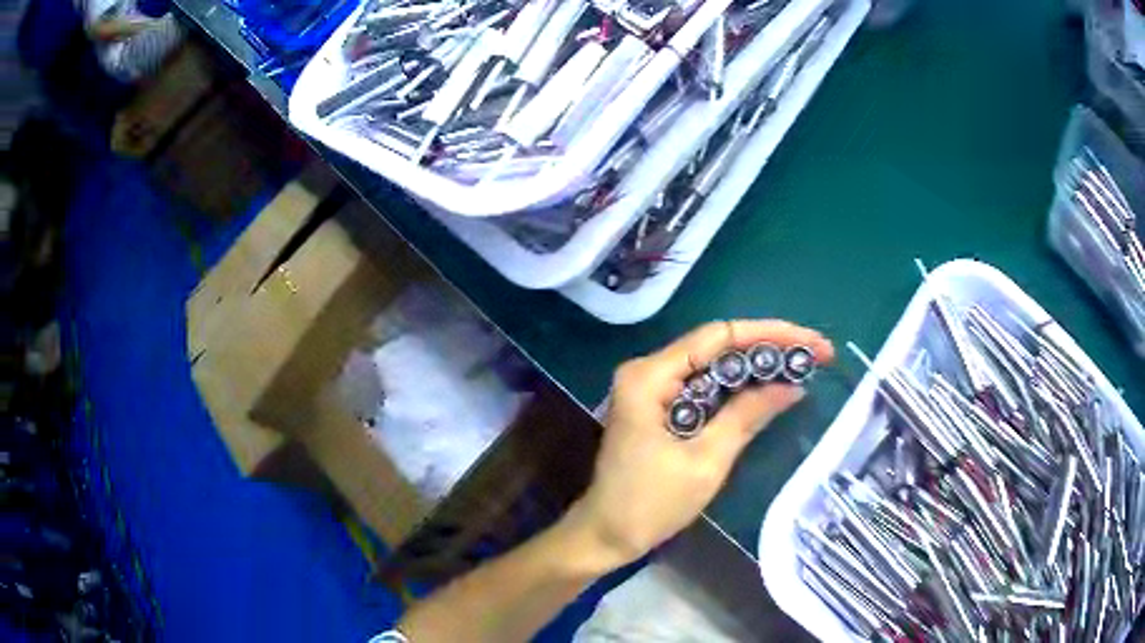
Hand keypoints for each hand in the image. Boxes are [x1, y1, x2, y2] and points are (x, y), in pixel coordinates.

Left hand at [568, 320, 834, 568]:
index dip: (769, 334)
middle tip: (815, 354)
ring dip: (756, 367)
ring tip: (803, 366)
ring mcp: (651, 388)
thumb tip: (792, 386)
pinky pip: (704, 387)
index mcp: (650, 376)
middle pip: (717, 346)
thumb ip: (747, 416)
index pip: (718, 337)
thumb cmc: (650, 504)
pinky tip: (769, 388)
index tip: (810, 341)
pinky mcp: (658, 407)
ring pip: (713, 365)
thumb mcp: (706, 461)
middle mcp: (648, 371)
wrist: (606, 535)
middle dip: (768, 348)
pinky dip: (737, 388)